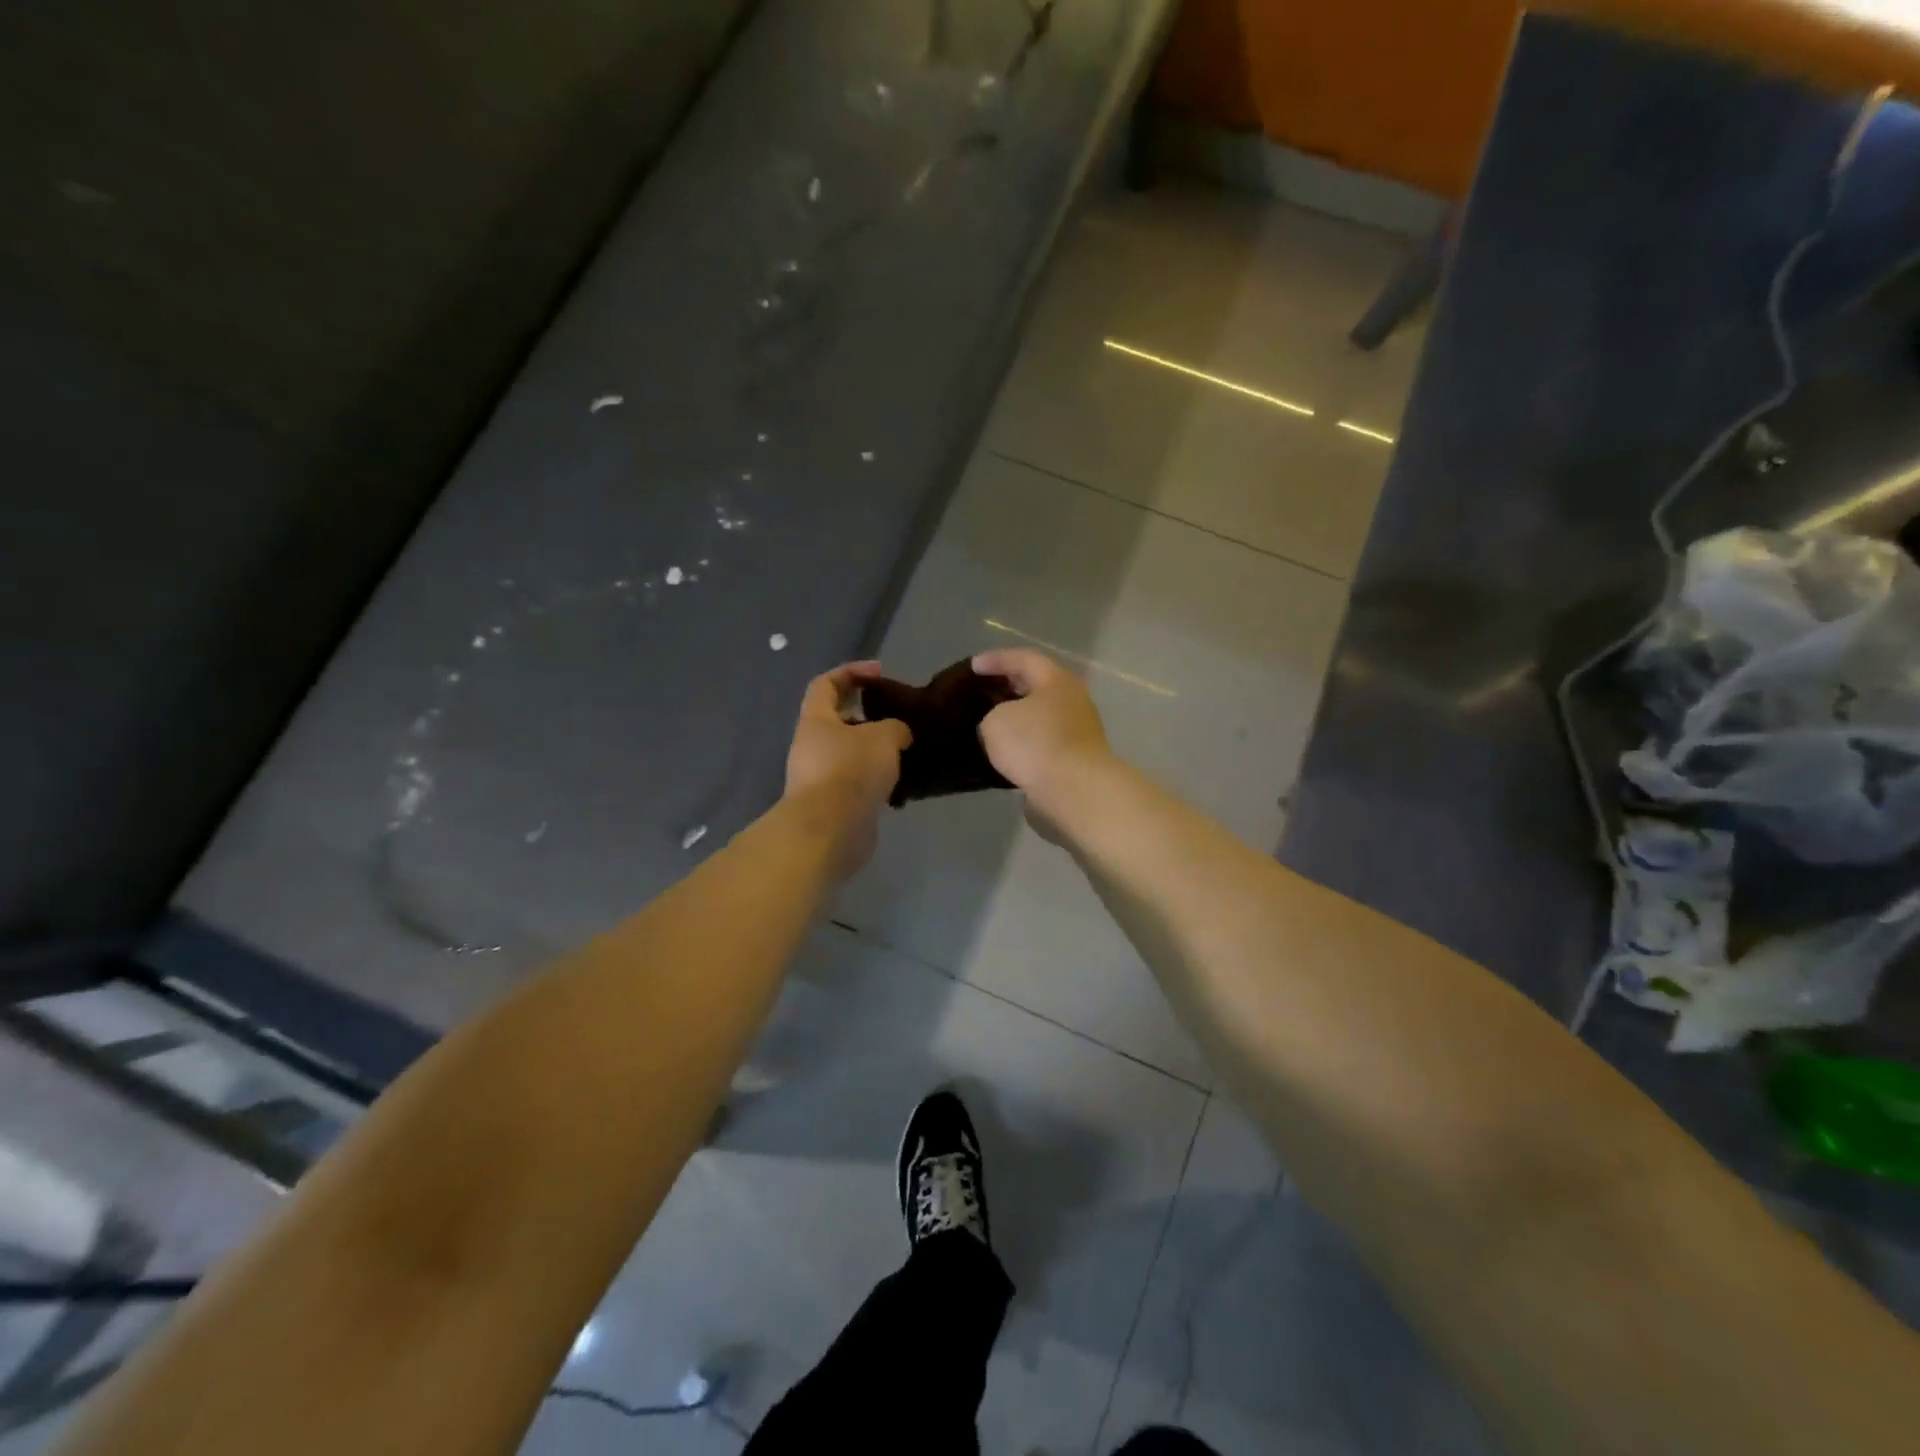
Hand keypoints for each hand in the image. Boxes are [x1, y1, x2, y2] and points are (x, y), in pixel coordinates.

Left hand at [784, 661, 911, 875]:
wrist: (831, 830)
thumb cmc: (851, 770)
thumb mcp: (883, 737)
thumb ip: (894, 727)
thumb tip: (897, 734)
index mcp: (816, 720)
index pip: (826, 683)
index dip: (851, 672)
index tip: (879, 673)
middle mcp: (812, 746)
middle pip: (839, 721)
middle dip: (869, 716)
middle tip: (898, 718)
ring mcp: (821, 778)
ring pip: (851, 754)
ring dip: (876, 752)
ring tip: (906, 753)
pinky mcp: (834, 805)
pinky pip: (858, 784)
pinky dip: (878, 782)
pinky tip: (901, 787)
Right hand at [972, 648, 1112, 818]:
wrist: (1074, 791)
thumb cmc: (1035, 743)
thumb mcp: (996, 721)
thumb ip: (993, 715)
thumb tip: (1002, 726)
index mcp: (1056, 680)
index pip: (1024, 659)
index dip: (996, 660)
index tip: (972, 666)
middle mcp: (1073, 701)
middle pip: (1037, 686)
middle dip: (1009, 687)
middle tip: (983, 691)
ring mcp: (1078, 732)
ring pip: (1041, 717)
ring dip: (1018, 719)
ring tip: (990, 724)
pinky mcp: (1076, 761)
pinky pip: (1044, 744)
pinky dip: (1025, 745)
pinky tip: (1006, 754)